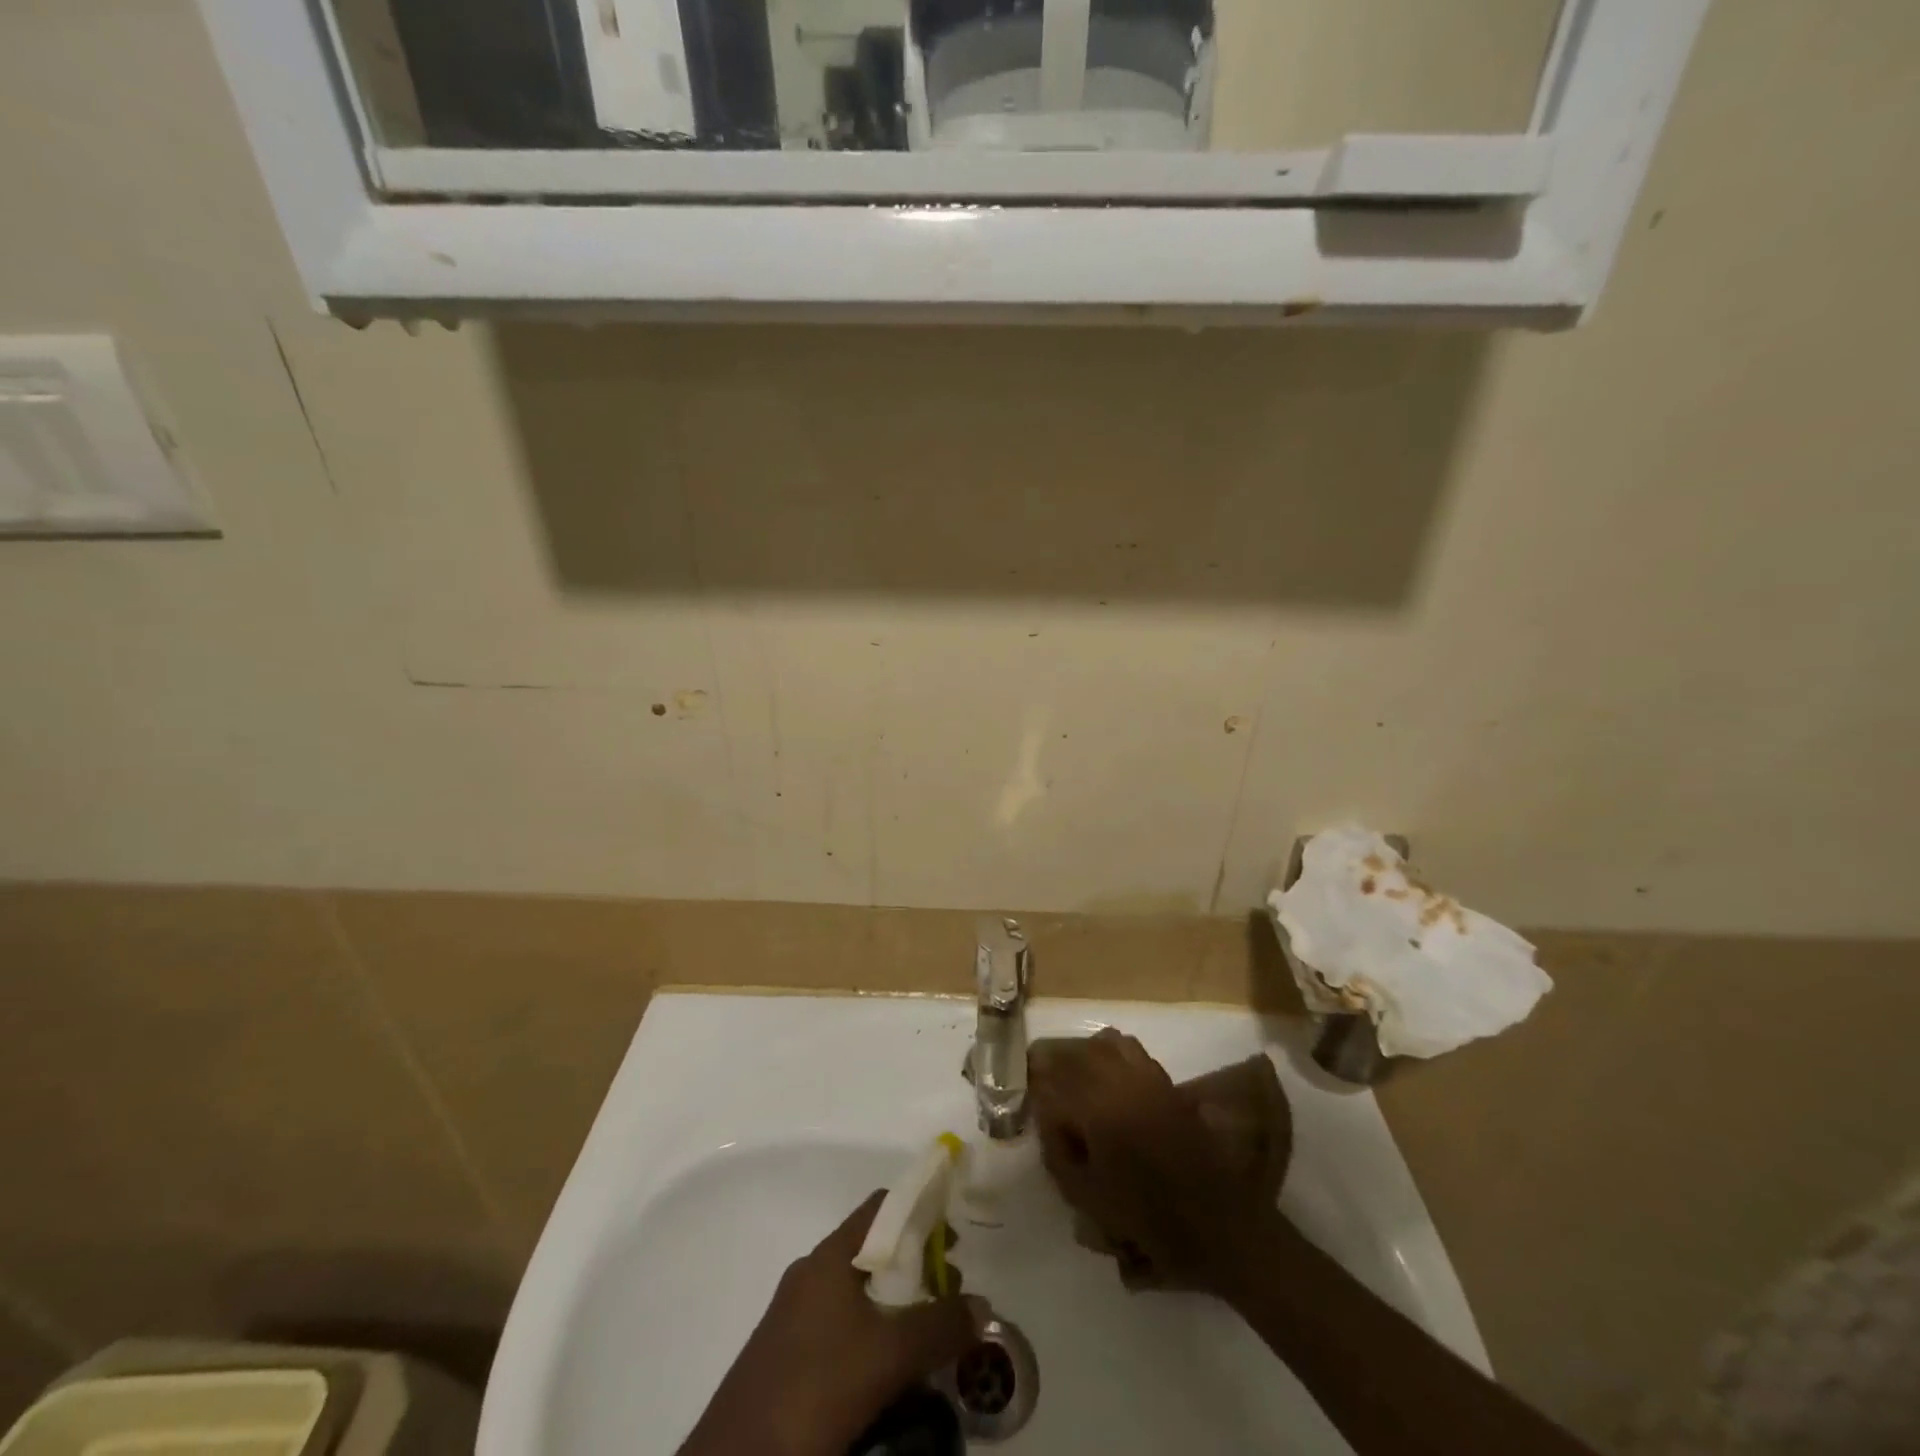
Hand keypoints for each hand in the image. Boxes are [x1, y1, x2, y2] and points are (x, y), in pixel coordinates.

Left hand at [678, 1191, 987, 1455]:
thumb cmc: (815, 1388)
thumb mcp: (889, 1356)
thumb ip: (940, 1325)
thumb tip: (983, 1305)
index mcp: (830, 1256)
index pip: (883, 1206)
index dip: (922, 1212)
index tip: (955, 1240)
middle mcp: (811, 1275)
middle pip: (874, 1252)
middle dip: (917, 1269)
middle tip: (951, 1298)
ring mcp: (795, 1317)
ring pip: (859, 1295)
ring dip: (897, 1308)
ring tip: (929, 1341)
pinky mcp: (787, 1358)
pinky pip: (841, 1329)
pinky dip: (873, 1337)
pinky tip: (891, 1375)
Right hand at [1030, 1027, 1269, 1293]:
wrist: (1218, 1226)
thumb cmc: (1149, 1220)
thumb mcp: (1089, 1198)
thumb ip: (1059, 1154)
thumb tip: (1047, 1120)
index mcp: (1097, 1109)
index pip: (1051, 1086)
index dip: (1035, 1094)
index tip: (1028, 1101)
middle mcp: (1120, 1082)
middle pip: (1075, 1056)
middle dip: (1054, 1067)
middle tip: (1041, 1082)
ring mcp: (1147, 1077)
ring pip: (1104, 1044)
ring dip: (1083, 1056)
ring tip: (1075, 1079)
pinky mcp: (1166, 1082)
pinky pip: (1131, 1050)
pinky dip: (1111, 1054)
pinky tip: (1108, 1078)